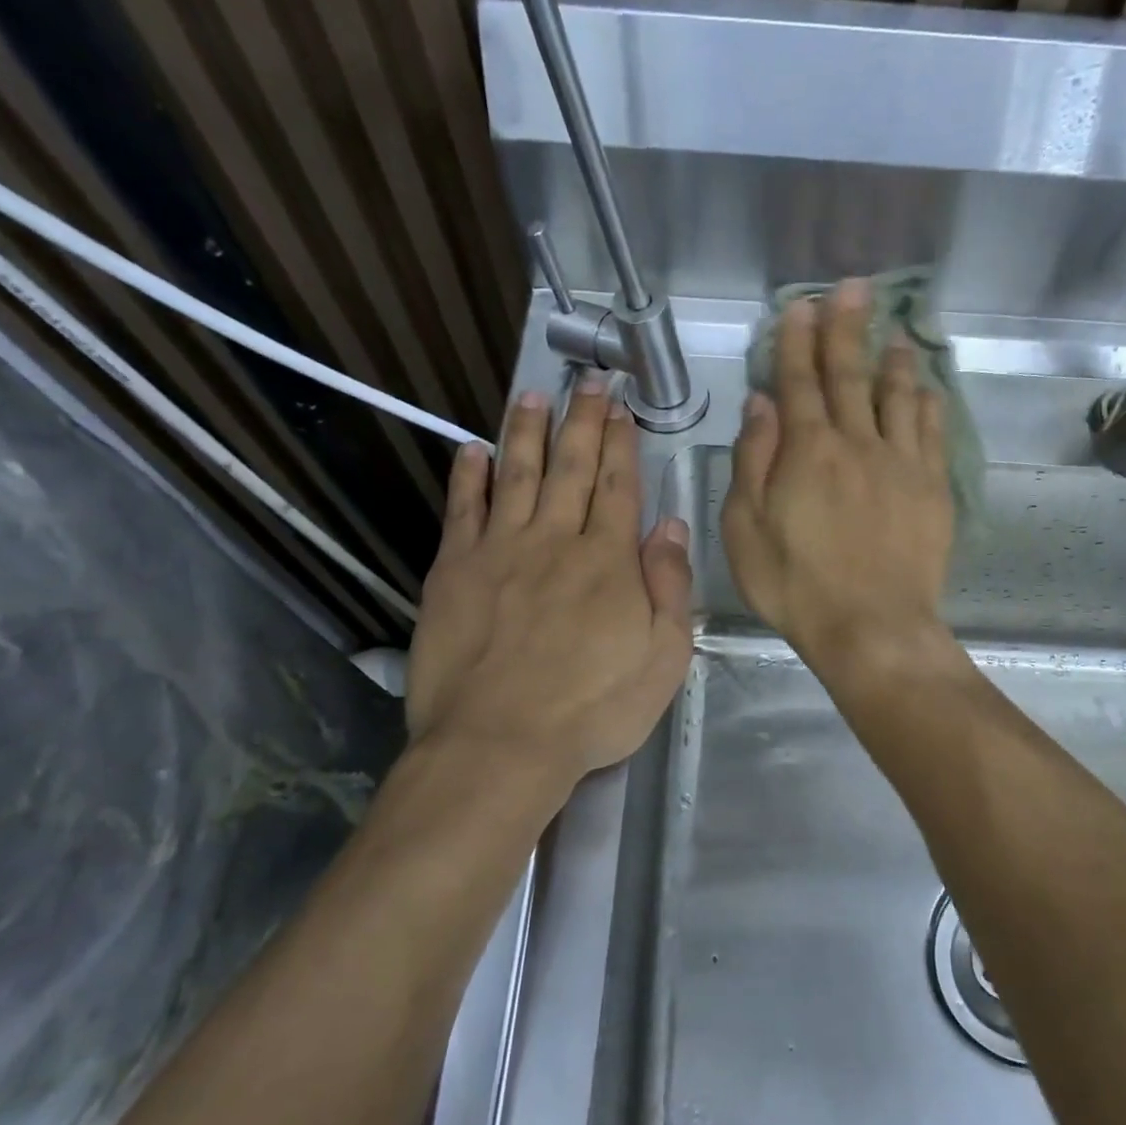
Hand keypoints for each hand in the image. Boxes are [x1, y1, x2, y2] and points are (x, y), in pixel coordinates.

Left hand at [406, 378, 692, 788]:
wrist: (500, 744)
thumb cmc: (593, 709)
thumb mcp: (663, 658)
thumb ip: (669, 587)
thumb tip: (671, 525)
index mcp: (608, 560)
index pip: (619, 486)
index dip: (621, 443)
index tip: (622, 407)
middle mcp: (555, 540)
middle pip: (571, 468)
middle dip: (582, 421)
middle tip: (588, 380)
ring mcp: (500, 551)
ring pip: (517, 475)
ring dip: (527, 431)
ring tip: (534, 395)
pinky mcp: (454, 571)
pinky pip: (462, 510)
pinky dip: (468, 476)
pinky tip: (471, 448)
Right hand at [721, 278, 954, 676]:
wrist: (871, 626)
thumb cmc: (795, 585)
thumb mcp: (746, 529)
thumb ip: (753, 461)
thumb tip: (760, 404)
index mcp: (807, 450)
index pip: (798, 381)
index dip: (797, 341)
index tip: (800, 306)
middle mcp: (857, 442)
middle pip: (850, 375)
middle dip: (847, 329)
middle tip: (853, 289)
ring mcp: (901, 463)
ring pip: (898, 395)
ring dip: (893, 359)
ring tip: (895, 330)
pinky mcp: (932, 488)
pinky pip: (931, 432)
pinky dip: (927, 403)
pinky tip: (926, 388)